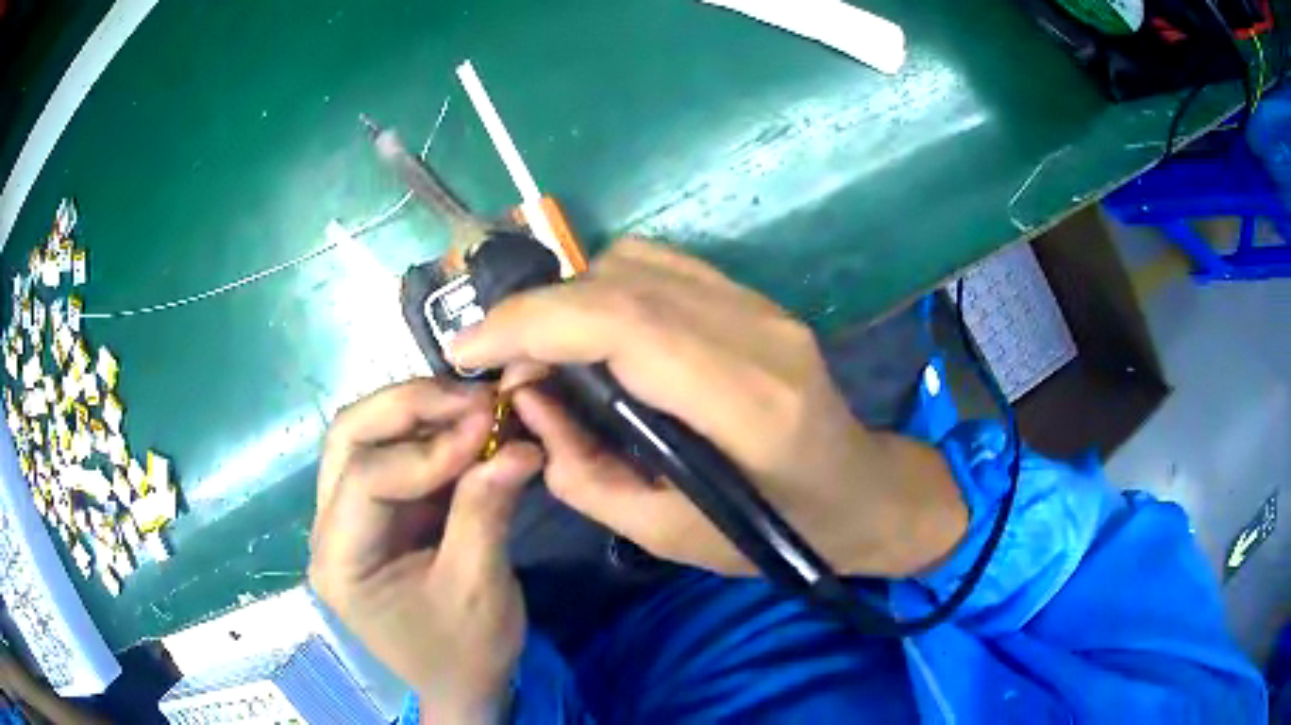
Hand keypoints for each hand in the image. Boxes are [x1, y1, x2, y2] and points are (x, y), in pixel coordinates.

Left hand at [309, 380, 541, 722]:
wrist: (461, 684)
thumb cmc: (465, 652)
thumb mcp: (480, 588)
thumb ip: (487, 511)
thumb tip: (518, 444)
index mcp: (340, 561)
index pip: (365, 480)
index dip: (427, 449)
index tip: (488, 428)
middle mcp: (329, 529)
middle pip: (349, 438)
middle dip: (409, 408)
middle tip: (473, 399)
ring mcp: (346, 516)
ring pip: (363, 436)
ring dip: (417, 413)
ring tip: (473, 407)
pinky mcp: (373, 512)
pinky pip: (391, 454)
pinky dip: (428, 435)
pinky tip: (466, 428)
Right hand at [451, 239, 966, 576]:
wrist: (863, 492)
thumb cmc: (777, 534)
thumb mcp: (669, 538)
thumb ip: (586, 474)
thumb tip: (529, 401)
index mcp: (748, 405)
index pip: (624, 325)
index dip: (532, 324)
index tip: (470, 351)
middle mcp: (759, 336)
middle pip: (623, 282)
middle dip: (536, 312)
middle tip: (500, 362)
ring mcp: (763, 308)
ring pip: (636, 263)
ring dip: (571, 300)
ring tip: (546, 354)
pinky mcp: (757, 300)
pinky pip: (663, 269)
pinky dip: (607, 291)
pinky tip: (596, 336)